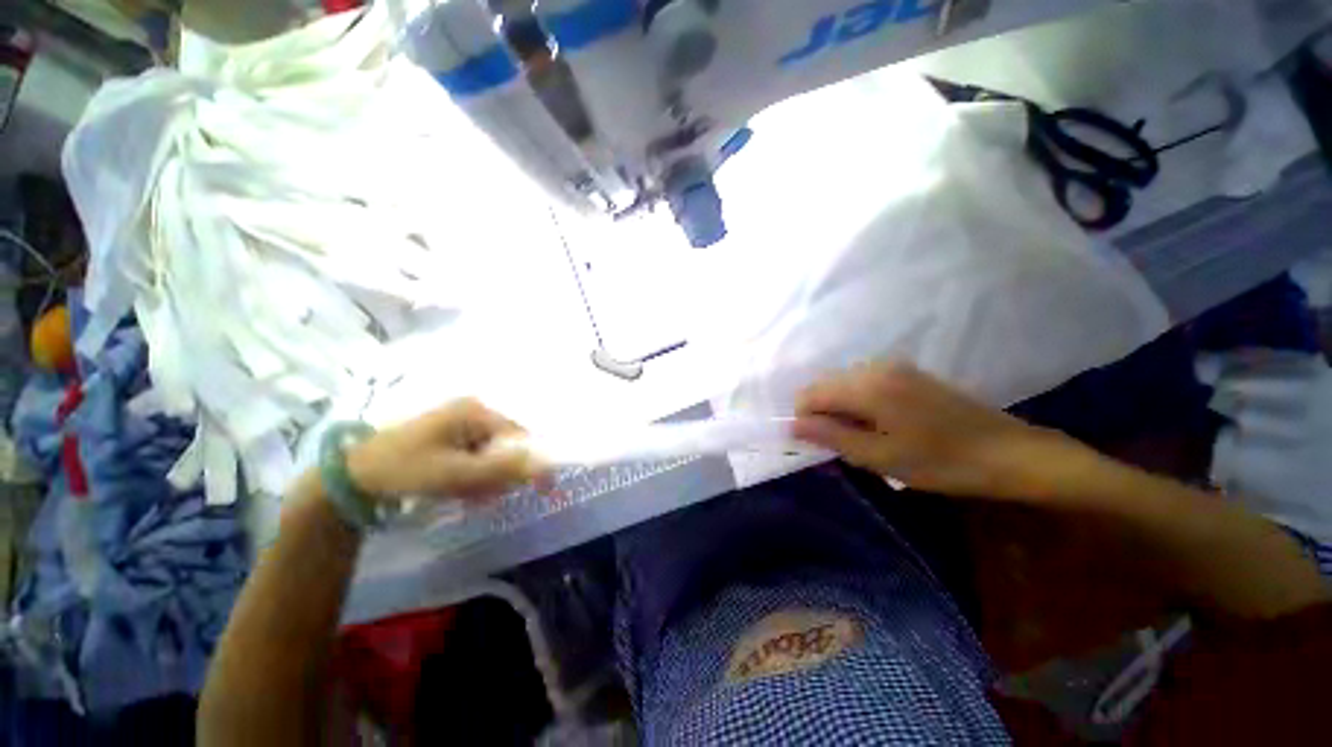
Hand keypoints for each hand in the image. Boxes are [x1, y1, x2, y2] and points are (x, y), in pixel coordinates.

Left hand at [345, 398, 544, 501]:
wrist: (352, 475)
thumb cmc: (405, 469)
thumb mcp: (455, 473)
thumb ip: (502, 469)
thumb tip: (548, 466)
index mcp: (478, 412)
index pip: (520, 437)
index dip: (530, 463)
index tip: (539, 490)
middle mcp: (475, 411)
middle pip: (507, 446)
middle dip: (499, 474)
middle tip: (481, 497)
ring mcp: (462, 421)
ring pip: (493, 453)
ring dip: (485, 478)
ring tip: (464, 495)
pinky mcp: (452, 434)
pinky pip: (477, 455)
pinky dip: (473, 474)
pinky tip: (456, 487)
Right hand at [793, 360, 1090, 500]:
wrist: (1011, 453)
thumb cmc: (941, 462)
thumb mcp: (879, 457)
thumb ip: (831, 437)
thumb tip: (792, 425)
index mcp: (866, 386)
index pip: (810, 394)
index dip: (804, 419)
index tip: (817, 446)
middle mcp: (875, 368)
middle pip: (825, 386)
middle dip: (823, 415)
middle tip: (843, 447)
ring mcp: (894, 368)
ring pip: (844, 386)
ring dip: (841, 411)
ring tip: (864, 440)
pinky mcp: (909, 374)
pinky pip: (865, 384)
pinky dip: (860, 405)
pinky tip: (882, 426)